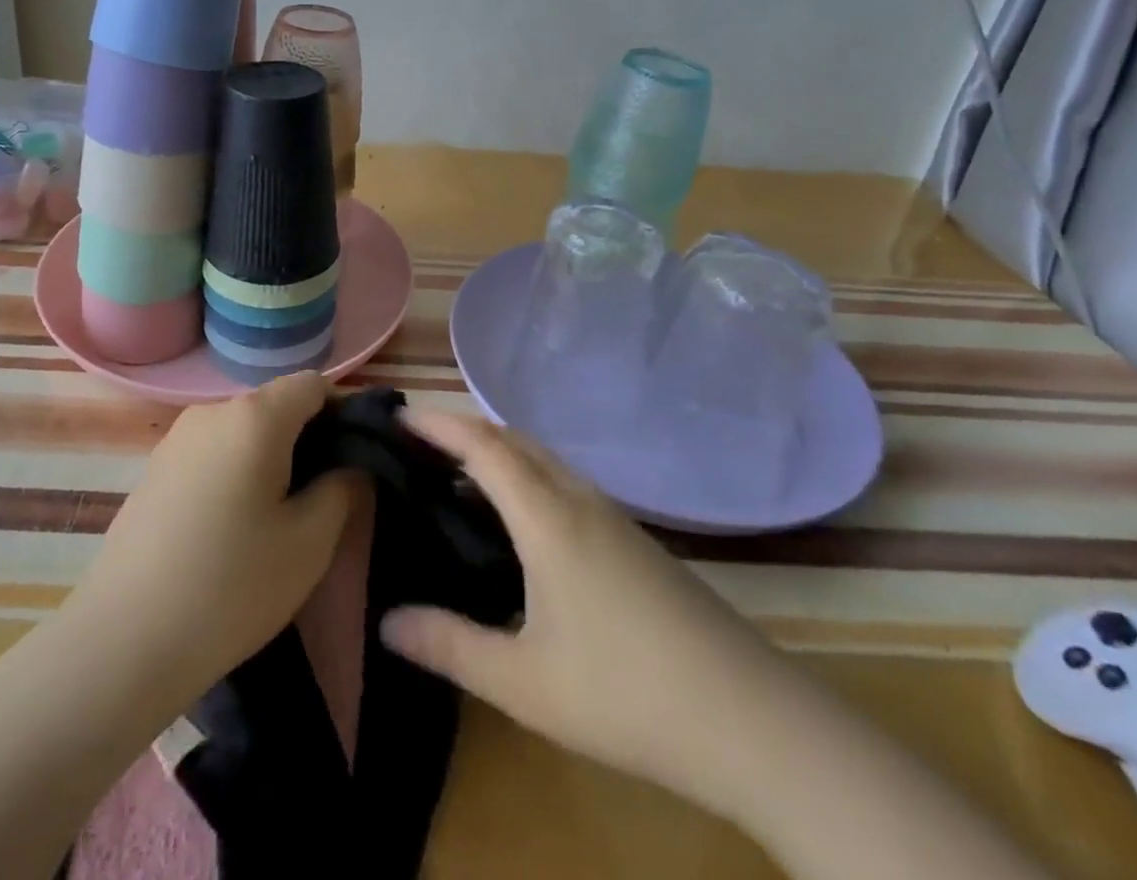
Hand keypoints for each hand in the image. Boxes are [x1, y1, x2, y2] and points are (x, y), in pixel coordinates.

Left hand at [61, 373, 357, 710]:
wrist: (122, 643)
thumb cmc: (231, 587)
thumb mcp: (310, 542)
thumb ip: (343, 487)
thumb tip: (348, 464)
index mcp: (255, 416)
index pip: (313, 385)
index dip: (342, 414)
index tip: (351, 461)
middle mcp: (212, 411)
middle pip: (276, 405)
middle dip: (306, 440)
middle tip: (319, 499)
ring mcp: (176, 439)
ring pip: (243, 431)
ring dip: (269, 459)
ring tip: (274, 520)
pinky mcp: (153, 469)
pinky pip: (212, 453)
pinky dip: (234, 473)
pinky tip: (229, 530)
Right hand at [379, 411, 800, 819]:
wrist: (751, 719)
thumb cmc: (626, 694)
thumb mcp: (524, 682)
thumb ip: (450, 646)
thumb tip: (386, 621)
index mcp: (548, 517)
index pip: (483, 447)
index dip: (438, 425)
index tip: (399, 417)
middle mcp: (579, 499)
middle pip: (514, 439)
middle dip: (464, 429)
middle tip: (420, 444)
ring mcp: (613, 516)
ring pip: (544, 458)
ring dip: (498, 450)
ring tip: (460, 474)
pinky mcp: (634, 539)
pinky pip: (564, 481)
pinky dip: (527, 474)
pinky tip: (522, 519)